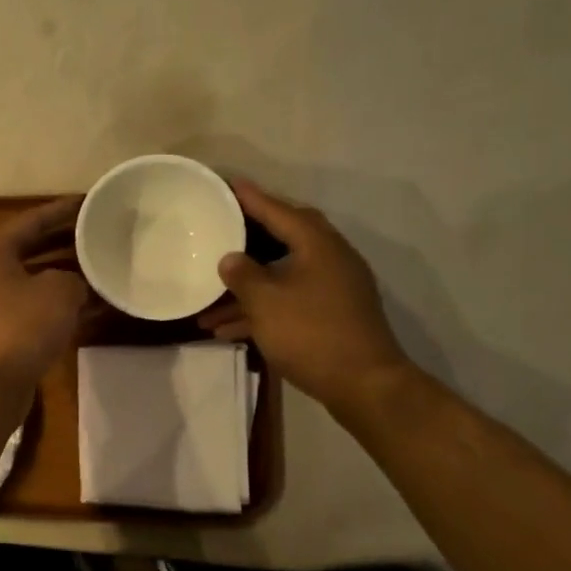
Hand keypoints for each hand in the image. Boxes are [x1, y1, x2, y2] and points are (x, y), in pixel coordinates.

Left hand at [0, 197, 91, 394]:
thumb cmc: (20, 327)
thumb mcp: (58, 291)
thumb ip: (75, 278)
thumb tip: (78, 285)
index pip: (32, 220)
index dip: (62, 209)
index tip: (91, 202)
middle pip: (37, 249)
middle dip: (69, 242)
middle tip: (103, 233)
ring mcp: (0, 307)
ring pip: (42, 282)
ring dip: (72, 276)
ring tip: (108, 268)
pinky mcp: (10, 335)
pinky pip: (44, 310)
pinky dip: (69, 307)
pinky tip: (99, 307)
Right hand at [200, 179, 411, 407]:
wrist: (364, 385)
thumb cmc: (311, 333)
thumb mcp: (265, 301)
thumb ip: (243, 274)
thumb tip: (230, 259)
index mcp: (316, 244)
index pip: (278, 210)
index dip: (250, 198)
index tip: (227, 185)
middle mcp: (328, 258)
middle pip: (283, 239)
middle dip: (248, 239)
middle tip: (221, 230)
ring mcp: (332, 289)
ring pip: (280, 277)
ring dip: (245, 289)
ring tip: (206, 304)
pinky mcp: (330, 316)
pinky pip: (287, 302)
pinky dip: (260, 311)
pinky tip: (227, 330)